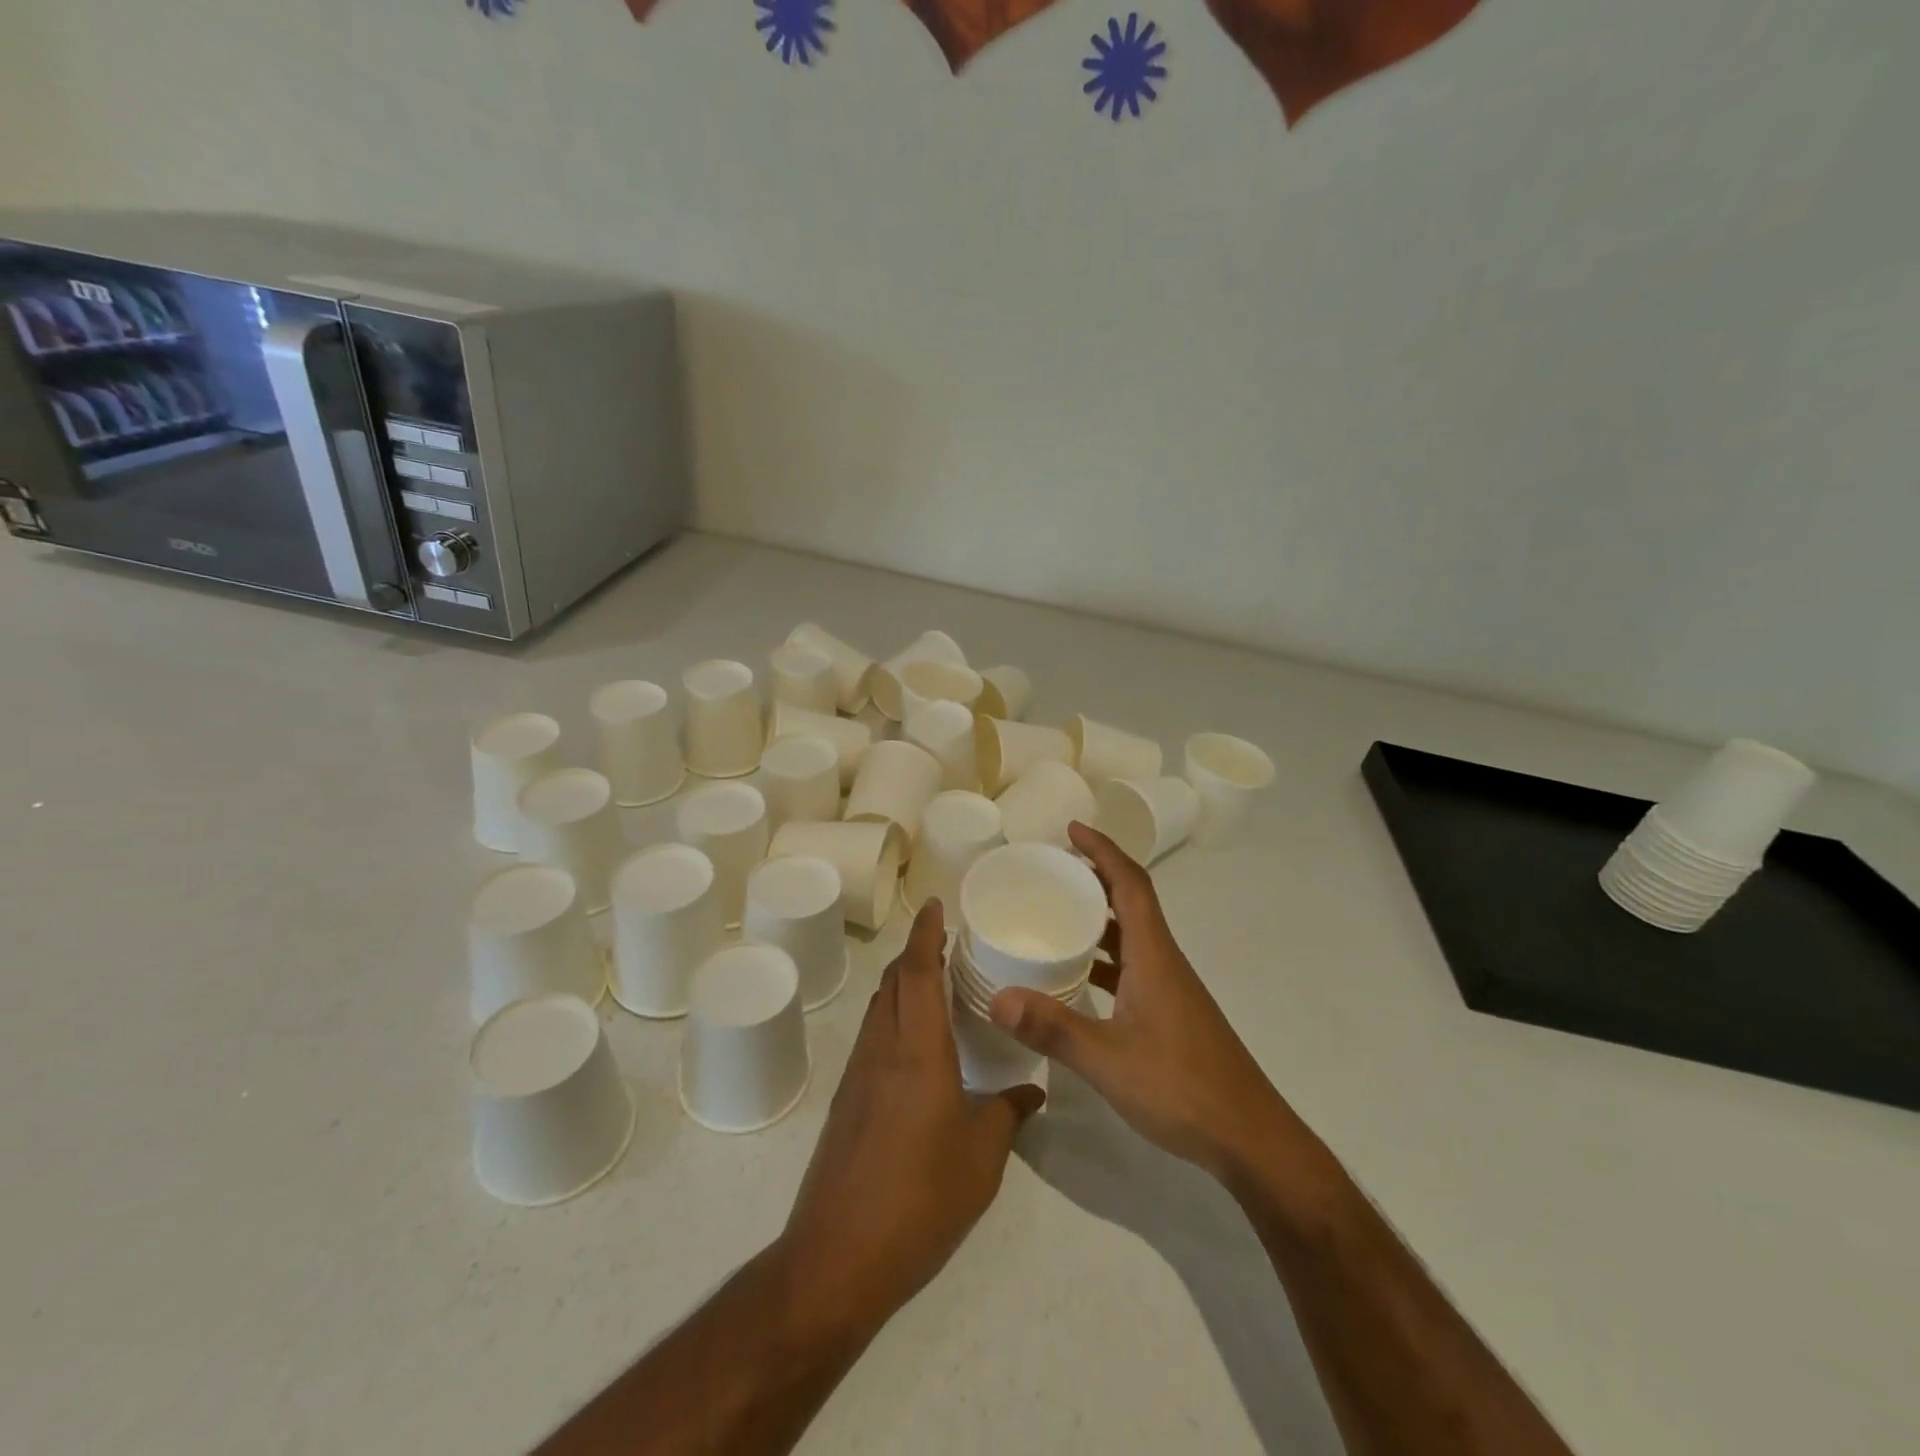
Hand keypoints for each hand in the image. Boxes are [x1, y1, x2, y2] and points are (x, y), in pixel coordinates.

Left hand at [780, 900, 1044, 1335]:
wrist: (837, 1257)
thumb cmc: (920, 1198)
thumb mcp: (982, 1158)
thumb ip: (1007, 1114)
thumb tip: (1030, 1091)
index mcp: (917, 1051)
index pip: (916, 972)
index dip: (925, 933)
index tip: (936, 904)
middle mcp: (882, 1050)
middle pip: (891, 981)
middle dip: (914, 952)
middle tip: (947, 943)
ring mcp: (857, 1075)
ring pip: (878, 1008)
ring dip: (901, 984)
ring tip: (936, 985)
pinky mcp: (846, 1102)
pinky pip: (873, 1038)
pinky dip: (894, 1018)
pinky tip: (918, 1046)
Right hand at [990, 822, 1290, 1181]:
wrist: (1250, 1139)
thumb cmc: (1182, 1088)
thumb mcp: (1108, 1059)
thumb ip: (1053, 1029)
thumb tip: (997, 998)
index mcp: (1153, 955)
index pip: (1130, 884)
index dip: (1103, 850)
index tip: (1072, 829)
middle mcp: (1163, 961)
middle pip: (1132, 901)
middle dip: (1096, 875)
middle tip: (1053, 869)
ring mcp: (1170, 988)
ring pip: (1132, 935)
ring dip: (1100, 916)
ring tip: (1057, 912)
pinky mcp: (1170, 1013)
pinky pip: (1132, 965)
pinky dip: (1105, 957)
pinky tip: (1078, 977)